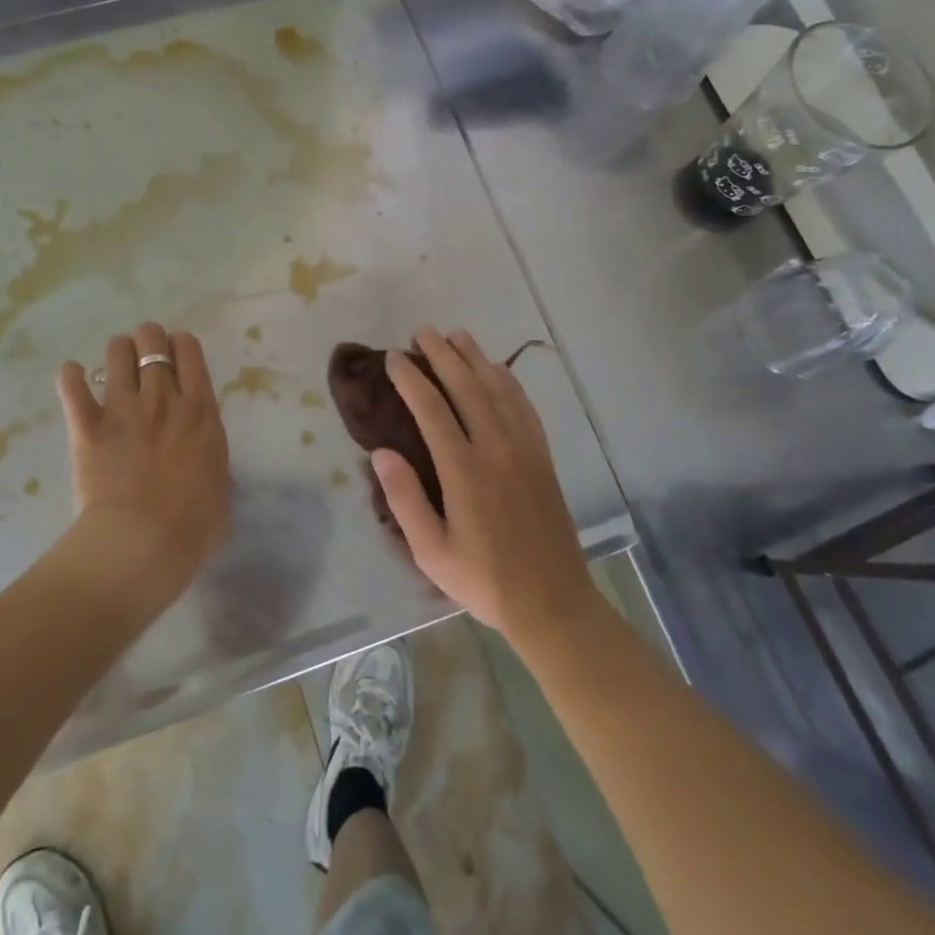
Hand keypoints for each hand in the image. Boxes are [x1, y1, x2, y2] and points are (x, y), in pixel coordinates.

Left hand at [56, 322, 230, 601]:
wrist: (142, 545)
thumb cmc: (192, 527)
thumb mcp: (221, 490)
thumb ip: (212, 466)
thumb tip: (205, 472)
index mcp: (200, 411)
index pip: (189, 349)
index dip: (180, 345)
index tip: (176, 357)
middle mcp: (162, 399)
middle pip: (151, 340)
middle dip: (147, 341)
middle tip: (144, 359)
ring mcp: (123, 410)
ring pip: (115, 353)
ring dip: (116, 354)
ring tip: (114, 368)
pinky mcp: (88, 429)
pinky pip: (73, 388)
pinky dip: (70, 378)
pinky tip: (72, 375)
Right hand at [373, 327, 598, 648]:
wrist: (553, 602)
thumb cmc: (484, 580)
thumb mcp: (431, 552)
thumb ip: (405, 499)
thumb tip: (381, 451)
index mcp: (465, 471)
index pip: (432, 408)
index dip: (410, 378)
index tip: (393, 357)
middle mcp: (496, 449)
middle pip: (467, 387)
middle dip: (443, 354)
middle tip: (422, 331)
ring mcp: (524, 450)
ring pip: (498, 390)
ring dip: (476, 359)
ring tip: (457, 336)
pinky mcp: (542, 458)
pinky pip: (524, 408)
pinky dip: (508, 382)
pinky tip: (498, 371)